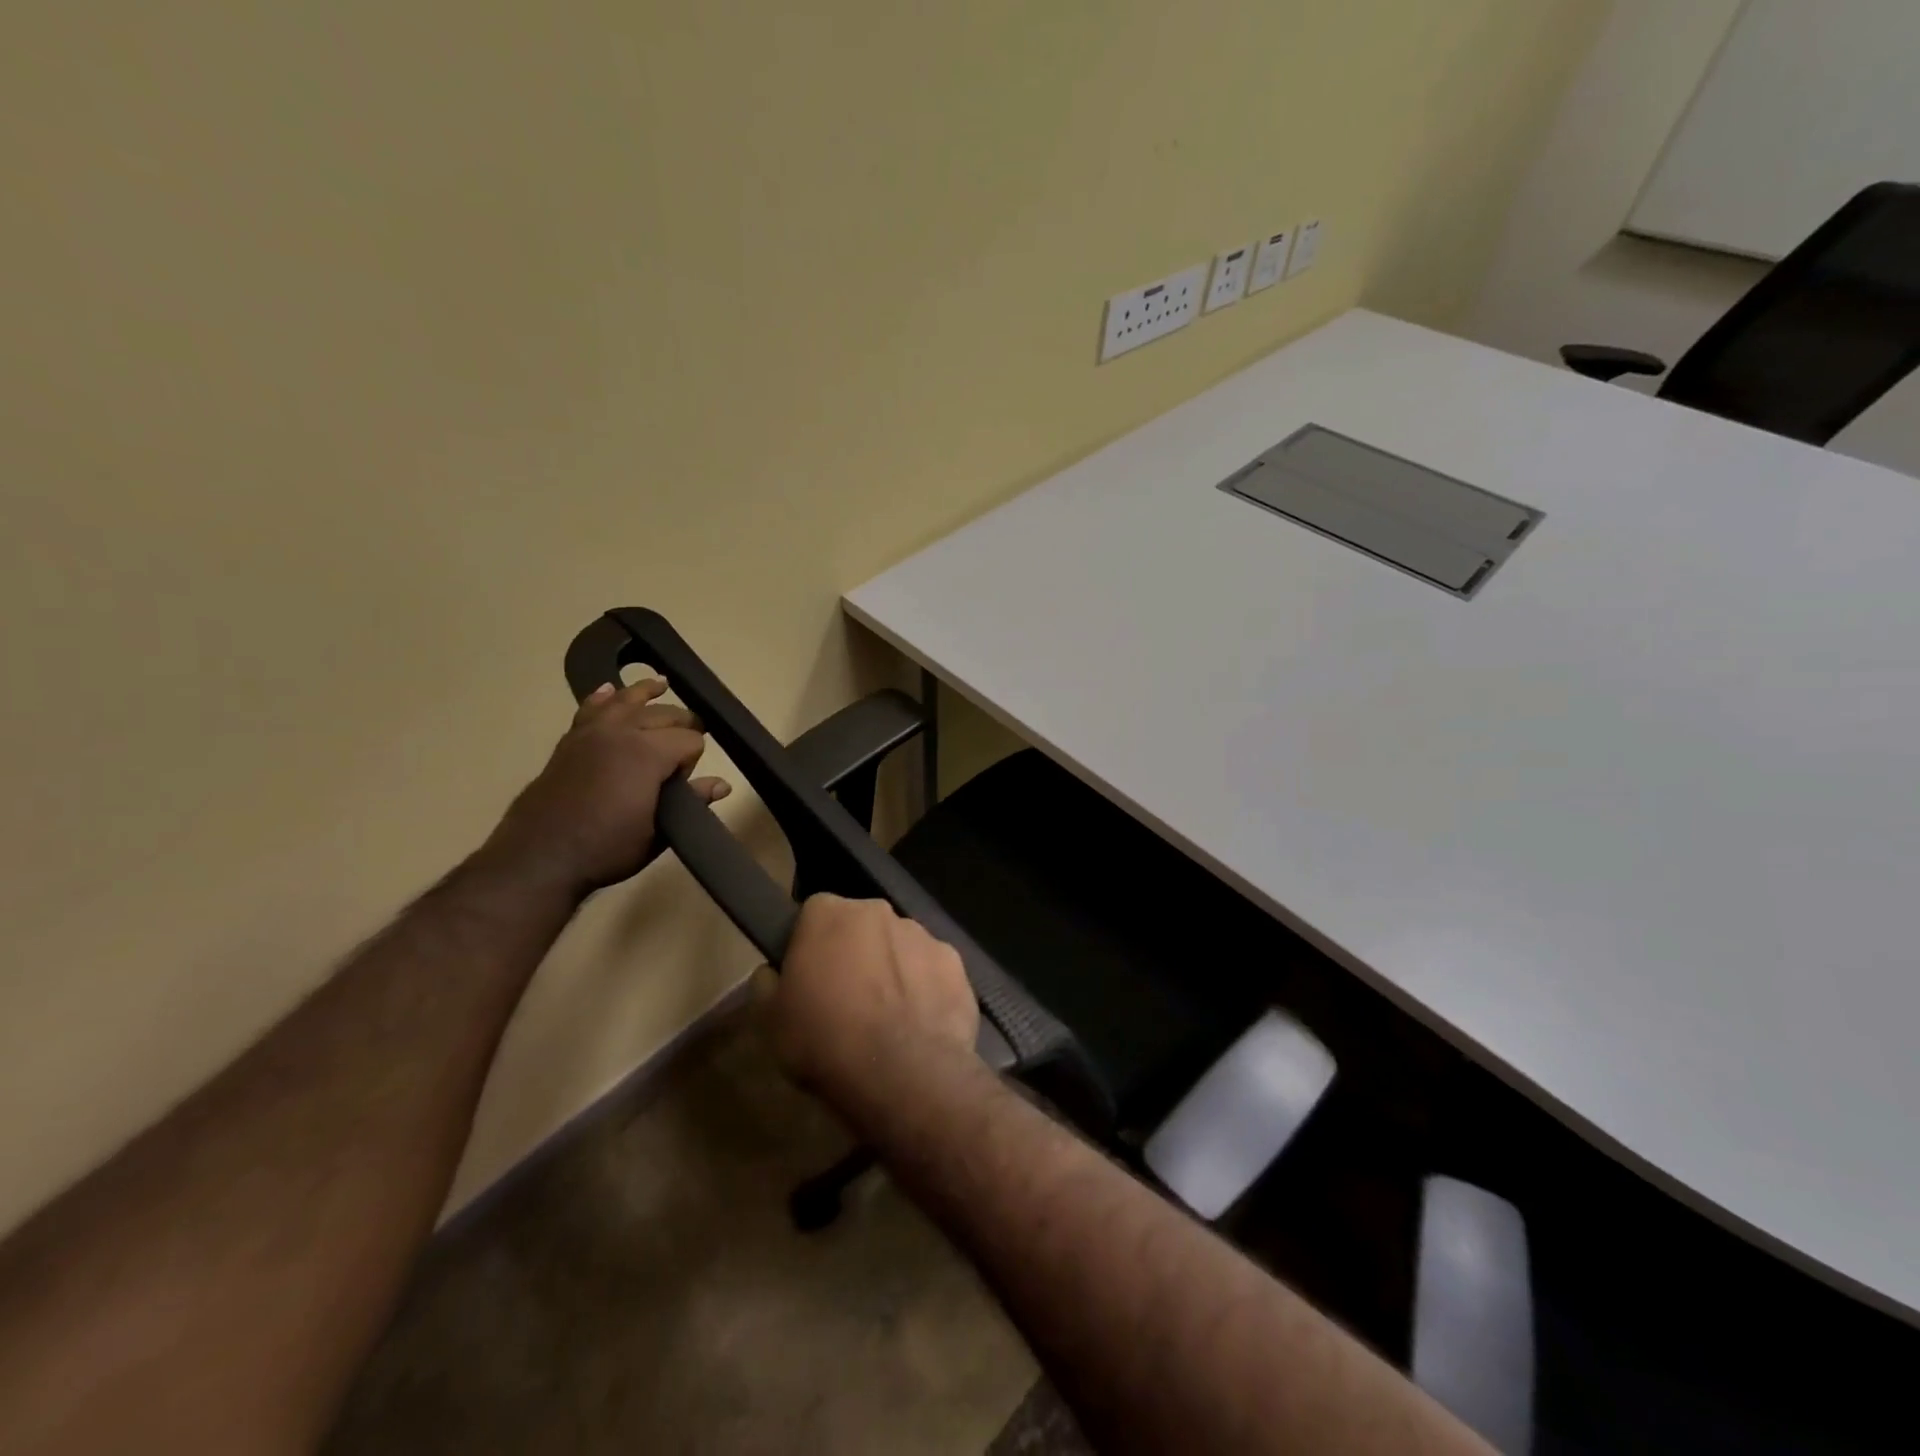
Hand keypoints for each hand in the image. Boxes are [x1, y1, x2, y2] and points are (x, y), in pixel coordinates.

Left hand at [484, 679, 730, 895]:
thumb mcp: (658, 832)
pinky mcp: (570, 741)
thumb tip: (723, 785)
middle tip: (689, 743)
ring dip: (645, 692)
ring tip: (661, 684)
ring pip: (626, 700)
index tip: (685, 784)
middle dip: (682, 724)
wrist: (540, 857)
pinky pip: (590, 709)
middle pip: (664, 714)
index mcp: (648, 754)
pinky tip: (610, 691)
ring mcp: (592, 733)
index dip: (694, 760)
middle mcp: (621, 733)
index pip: (690, 740)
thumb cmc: (606, 849)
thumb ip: (691, 802)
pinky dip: (602, 698)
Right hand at [766, 895, 979, 1117]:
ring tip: (886, 1019)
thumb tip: (774, 972)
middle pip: (861, 926)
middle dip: (854, 952)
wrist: (903, 1074)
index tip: (808, 976)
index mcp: (830, 913)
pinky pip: (932, 971)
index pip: (814, 913)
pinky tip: (918, 1026)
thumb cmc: (824, 1041)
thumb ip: (767, 984)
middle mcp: (878, 911)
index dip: (810, 944)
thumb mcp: (769, 1021)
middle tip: (845, 999)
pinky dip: (925, 990)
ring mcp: (923, 934)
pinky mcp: (955, 963)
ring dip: (892, 970)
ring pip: (900, 946)